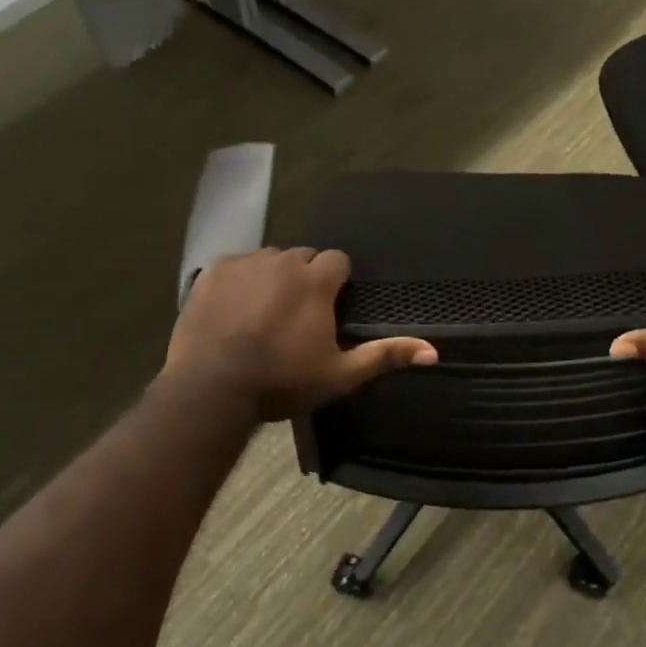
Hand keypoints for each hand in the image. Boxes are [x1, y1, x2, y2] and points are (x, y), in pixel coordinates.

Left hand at [165, 248, 436, 420]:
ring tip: (263, 313)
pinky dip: (239, 281)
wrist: (212, 388)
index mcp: (315, 281)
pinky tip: (234, 310)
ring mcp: (244, 263)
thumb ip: (385, 356)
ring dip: (272, 278)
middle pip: (303, 258)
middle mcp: (282, 260)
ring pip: (268, 260)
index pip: (338, 260)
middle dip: (305, 279)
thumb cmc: (282, 381)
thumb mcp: (339, 374)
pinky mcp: (212, 271)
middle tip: (297, 315)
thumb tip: (433, 352)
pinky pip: (235, 266)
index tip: (330, 308)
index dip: (336, 283)